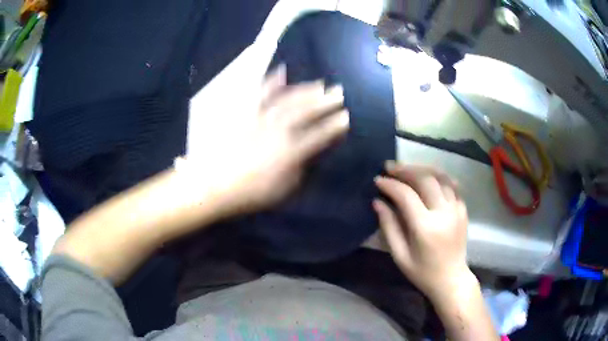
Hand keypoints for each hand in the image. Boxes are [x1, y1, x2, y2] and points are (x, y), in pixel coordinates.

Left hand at [180, 65, 348, 216]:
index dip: (334, 127)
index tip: (346, 118)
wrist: (213, 184)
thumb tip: (310, 156)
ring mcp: (260, 119)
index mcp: (289, 152)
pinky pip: (258, 94)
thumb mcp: (282, 190)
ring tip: (319, 84)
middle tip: (339, 92)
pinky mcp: (245, 113)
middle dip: (325, 102)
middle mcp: (278, 130)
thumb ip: (300, 171)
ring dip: (305, 91)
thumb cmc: (250, 193)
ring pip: (287, 100)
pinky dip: (270, 82)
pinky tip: (281, 71)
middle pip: (306, 112)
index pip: (318, 136)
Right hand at [373, 162, 473, 300]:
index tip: (378, 180)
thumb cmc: (422, 272)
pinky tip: (428, 176)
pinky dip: (438, 176)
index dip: (390, 185)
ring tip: (407, 168)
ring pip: (440, 176)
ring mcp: (456, 209)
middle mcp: (444, 212)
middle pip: (425, 179)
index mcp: (426, 227)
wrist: (451, 279)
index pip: (406, 195)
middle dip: (405, 170)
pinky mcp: (463, 209)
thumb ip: (389, 227)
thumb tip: (377, 202)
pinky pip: (452, 185)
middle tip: (389, 167)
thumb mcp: (400, 255)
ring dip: (422, 168)